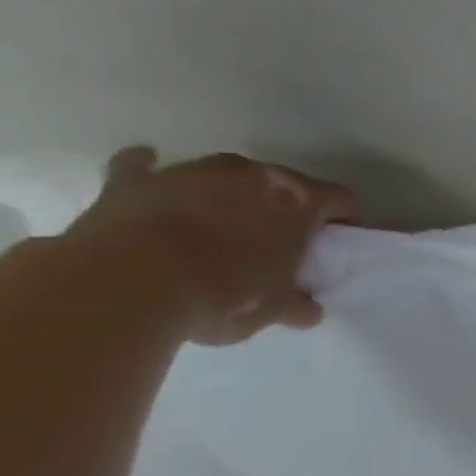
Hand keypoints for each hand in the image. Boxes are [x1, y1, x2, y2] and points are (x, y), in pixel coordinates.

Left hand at [62, 148, 359, 345]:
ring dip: (229, 195)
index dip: (345, 219)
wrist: (129, 284)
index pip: (341, 199)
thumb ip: (296, 303)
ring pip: (222, 176)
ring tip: (224, 226)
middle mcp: (249, 174)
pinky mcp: (131, 181)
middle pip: (283, 184)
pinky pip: (144, 167)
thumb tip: (306, 309)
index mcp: (297, 200)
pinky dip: (151, 172)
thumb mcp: (274, 309)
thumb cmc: (226, 294)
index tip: (340, 241)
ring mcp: (189, 172)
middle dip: (286, 208)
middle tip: (283, 240)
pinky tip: (154, 180)